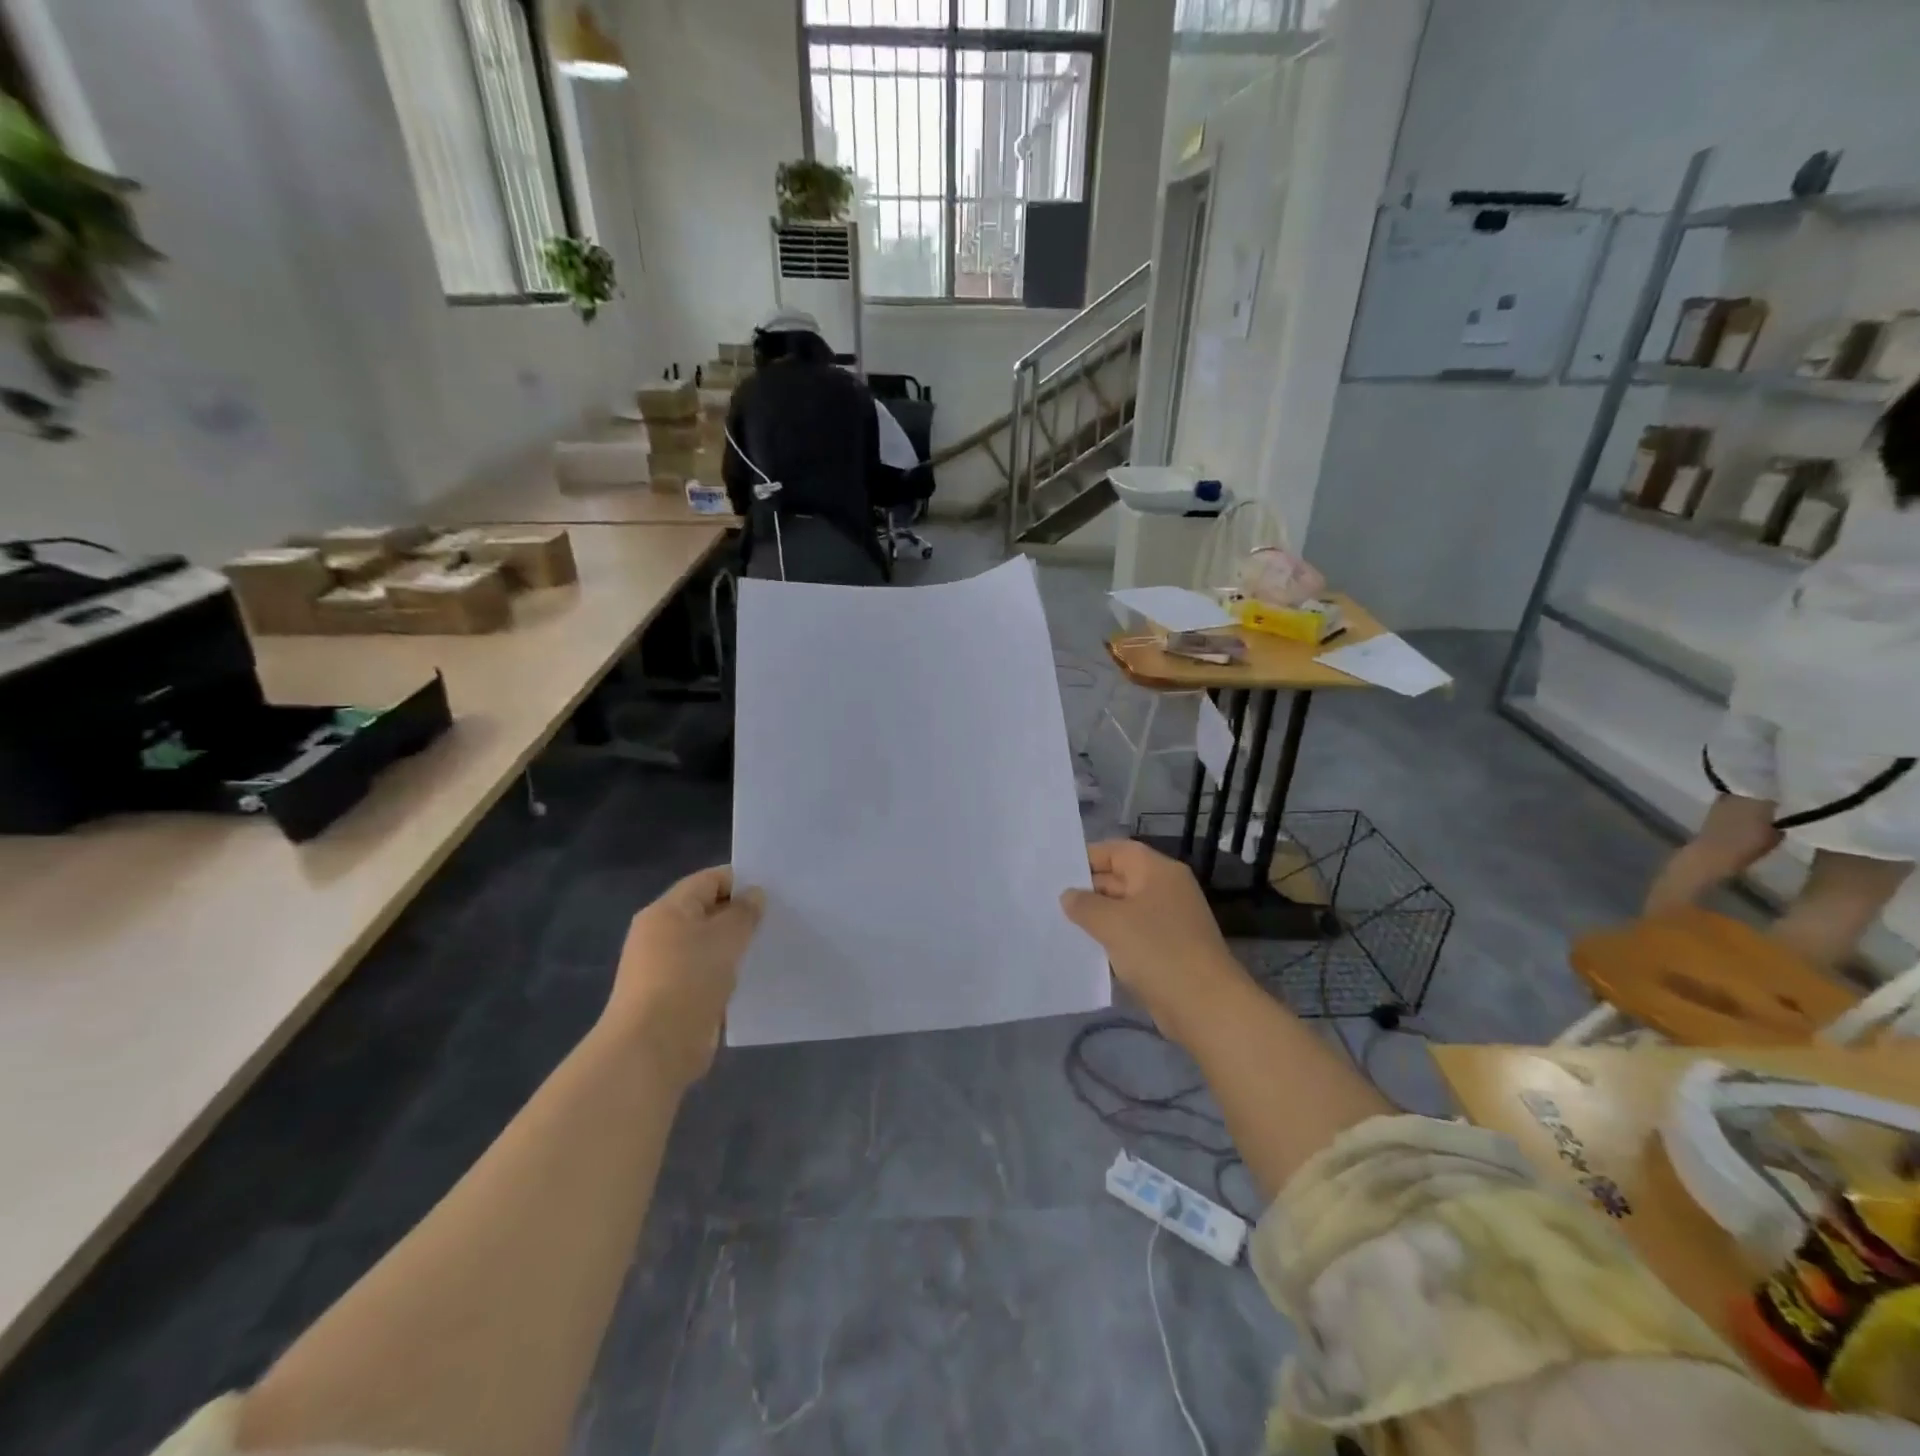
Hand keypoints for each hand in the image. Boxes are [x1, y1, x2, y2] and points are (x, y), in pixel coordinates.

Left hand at [601, 866, 763, 1088]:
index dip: (741, 881)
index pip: (709, 880)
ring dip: (736, 947)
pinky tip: (753, 978)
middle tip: (779, 918)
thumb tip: (754, 896)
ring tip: (771, 946)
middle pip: (708, 912)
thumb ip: (744, 912)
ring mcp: (664, 968)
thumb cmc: (688, 979)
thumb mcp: (726, 937)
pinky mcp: (673, 998)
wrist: (652, 1049)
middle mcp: (660, 934)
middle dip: (741, 915)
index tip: (775, 890)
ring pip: (708, 946)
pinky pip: (706, 975)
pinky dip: (727, 974)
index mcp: (667, 910)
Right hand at [1061, 840, 1247, 1043]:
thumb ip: (1083, 904)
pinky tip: (1087, 949)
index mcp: (1158, 871)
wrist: (1205, 1006)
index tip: (1056, 871)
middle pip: (1120, 878)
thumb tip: (1069, 895)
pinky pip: (1133, 934)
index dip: (1087, 857)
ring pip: (1125, 909)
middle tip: (1050, 899)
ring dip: (1098, 917)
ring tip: (1061, 923)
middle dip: (1088, 889)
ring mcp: (1170, 920)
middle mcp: (1166, 889)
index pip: (1117, 850)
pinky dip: (1112, 938)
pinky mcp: (1169, 949)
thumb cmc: (1157, 951)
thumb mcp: (1111, 922)